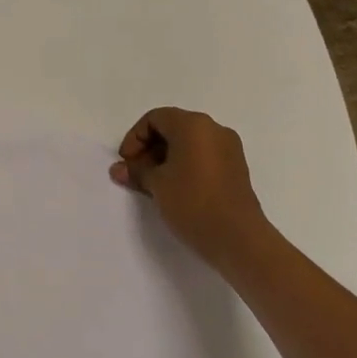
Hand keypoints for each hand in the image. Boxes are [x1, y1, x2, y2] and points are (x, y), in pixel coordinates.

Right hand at [110, 106, 271, 269]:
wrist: (238, 239)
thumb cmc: (192, 202)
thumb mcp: (157, 184)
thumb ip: (136, 171)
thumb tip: (118, 169)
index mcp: (193, 125)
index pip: (155, 118)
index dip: (135, 137)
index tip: (127, 162)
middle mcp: (213, 129)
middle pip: (172, 128)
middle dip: (149, 148)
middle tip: (136, 173)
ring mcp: (228, 148)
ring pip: (188, 143)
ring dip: (165, 158)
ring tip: (152, 183)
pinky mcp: (235, 168)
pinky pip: (203, 156)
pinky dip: (184, 165)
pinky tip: (174, 188)